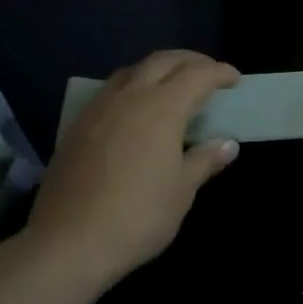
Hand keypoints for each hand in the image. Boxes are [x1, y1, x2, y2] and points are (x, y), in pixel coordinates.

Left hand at [27, 49, 241, 285]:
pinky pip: (111, 90)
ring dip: (158, 69)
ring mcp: (99, 108)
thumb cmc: (137, 216)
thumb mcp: (181, 191)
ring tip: (172, 85)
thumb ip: (204, 161)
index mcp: (162, 107)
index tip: (234, 79)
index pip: (197, 74)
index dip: (219, 72)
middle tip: (208, 73)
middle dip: (189, 61)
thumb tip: (228, 145)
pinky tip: (134, 110)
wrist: (68, 242)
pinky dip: (132, 87)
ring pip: (133, 70)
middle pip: (163, 61)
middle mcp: (130, 96)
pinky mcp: (77, 125)